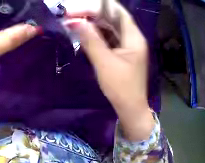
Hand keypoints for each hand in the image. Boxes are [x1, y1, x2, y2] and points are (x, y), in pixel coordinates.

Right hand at [66, 1, 154, 140]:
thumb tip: (74, 21)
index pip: (115, 10)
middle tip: (70, 15)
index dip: (95, 6)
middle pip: (112, 15)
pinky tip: (84, 32)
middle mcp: (132, 36)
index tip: (75, 11)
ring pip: (109, 24)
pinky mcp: (123, 51)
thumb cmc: (121, 89)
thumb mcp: (105, 63)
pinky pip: (109, 35)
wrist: (131, 110)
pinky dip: (96, 32)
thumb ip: (90, 39)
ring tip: (74, 22)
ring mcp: (128, 43)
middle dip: (91, 12)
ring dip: (92, 22)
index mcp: (134, 37)